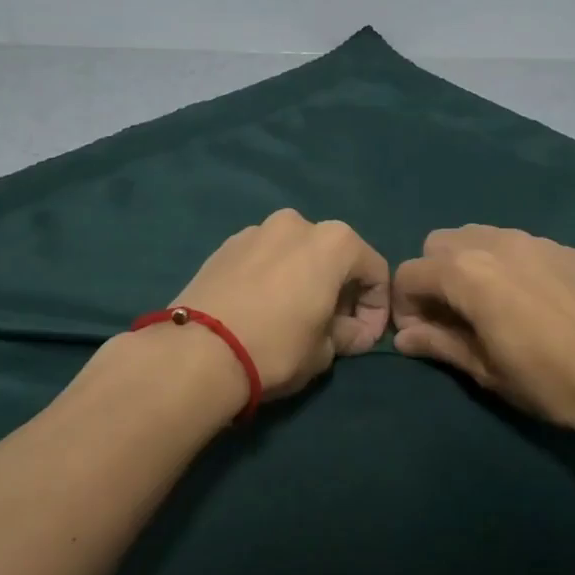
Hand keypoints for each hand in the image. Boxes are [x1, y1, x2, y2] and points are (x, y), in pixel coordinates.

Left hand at [168, 208, 390, 404]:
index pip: (375, 271)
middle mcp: (297, 223)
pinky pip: (263, 259)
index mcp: (334, 241)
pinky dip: (271, 278)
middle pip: (333, 256)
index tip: (364, 340)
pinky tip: (260, 309)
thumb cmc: (277, 347)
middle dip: (340, 291)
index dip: (377, 309)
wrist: (198, 351)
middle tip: (332, 328)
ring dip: (303, 280)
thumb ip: (347, 334)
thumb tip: (349, 331)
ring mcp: (256, 230)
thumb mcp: (326, 351)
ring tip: (292, 317)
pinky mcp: (224, 245)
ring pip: (295, 254)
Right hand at [391, 225, 574, 438]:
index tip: (422, 335)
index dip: (405, 305)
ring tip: (489, 306)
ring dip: (467, 265)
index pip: (408, 273)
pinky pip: (515, 245)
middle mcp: (492, 242)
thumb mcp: (485, 369)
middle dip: (433, 276)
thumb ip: (438, 344)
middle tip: (452, 317)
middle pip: (438, 244)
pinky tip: (529, 302)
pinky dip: (504, 264)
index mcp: (465, 272)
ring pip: (477, 237)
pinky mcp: (562, 248)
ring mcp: (531, 240)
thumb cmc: (549, 380)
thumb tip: (403, 337)